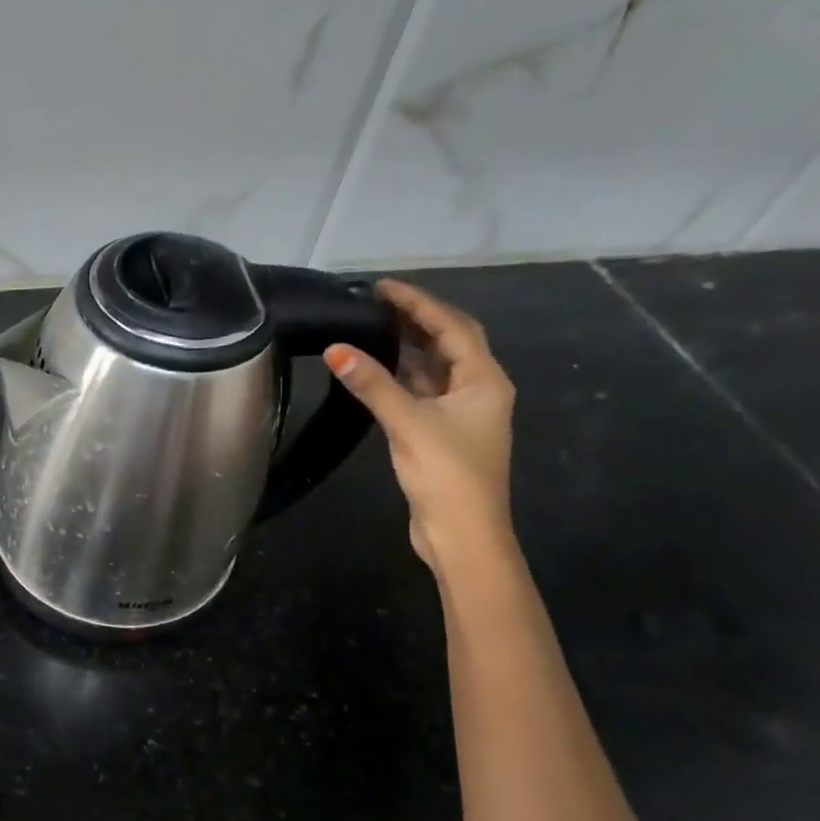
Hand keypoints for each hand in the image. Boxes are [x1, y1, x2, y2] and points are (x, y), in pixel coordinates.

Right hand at [325, 278, 515, 572]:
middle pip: (449, 342)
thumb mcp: (408, 424)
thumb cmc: (447, 474)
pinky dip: (402, 374)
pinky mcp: (442, 432)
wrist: (463, 533)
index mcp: (484, 380)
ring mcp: (461, 413)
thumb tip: (335, 349)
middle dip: (415, 318)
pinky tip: (379, 368)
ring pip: (435, 367)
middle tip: (376, 301)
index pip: (451, 327)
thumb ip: (373, 384)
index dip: (418, 303)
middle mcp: (478, 390)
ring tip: (374, 325)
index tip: (382, 287)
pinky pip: (423, 390)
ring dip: (409, 345)